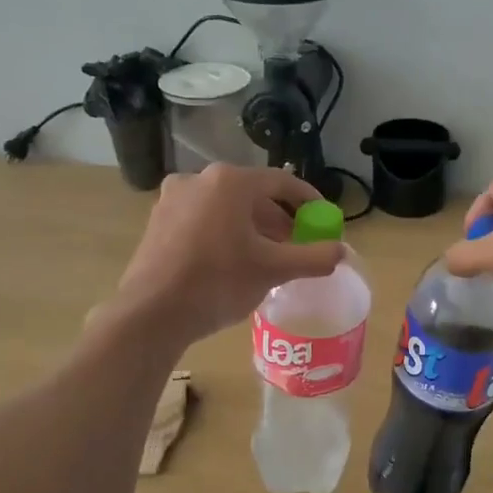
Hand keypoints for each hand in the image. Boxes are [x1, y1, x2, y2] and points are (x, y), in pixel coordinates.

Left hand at [112, 165, 344, 348]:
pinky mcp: (158, 221)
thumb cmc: (218, 282)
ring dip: (252, 227)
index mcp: (230, 182)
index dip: (308, 199)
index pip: (281, 181)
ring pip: (226, 207)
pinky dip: (225, 233)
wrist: (151, 313)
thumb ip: (313, 257)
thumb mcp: (273, 270)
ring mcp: (173, 199)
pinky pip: (203, 219)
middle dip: (279, 219)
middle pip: (252, 194)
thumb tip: (341, 251)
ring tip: (268, 257)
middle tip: (298, 244)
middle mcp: (199, 179)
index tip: (323, 218)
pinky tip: (233, 261)